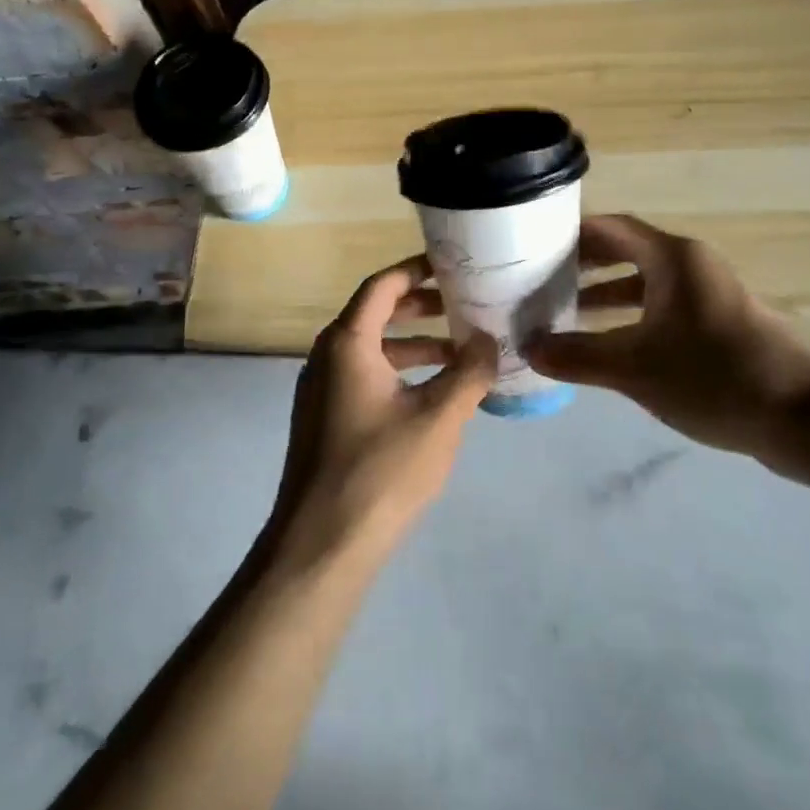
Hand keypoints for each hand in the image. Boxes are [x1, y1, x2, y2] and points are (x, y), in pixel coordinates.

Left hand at [271, 254, 497, 566]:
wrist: (321, 543)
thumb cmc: (381, 470)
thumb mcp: (439, 417)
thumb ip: (469, 372)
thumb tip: (489, 339)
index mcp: (347, 343)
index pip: (382, 286)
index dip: (416, 270)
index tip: (451, 265)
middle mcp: (326, 357)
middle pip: (375, 314)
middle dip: (420, 307)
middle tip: (462, 303)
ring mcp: (321, 390)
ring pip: (371, 349)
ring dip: (413, 344)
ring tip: (459, 351)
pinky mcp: (323, 419)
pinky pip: (363, 376)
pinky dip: (398, 372)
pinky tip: (432, 394)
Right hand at [526, 215, 809, 468]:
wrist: (803, 420)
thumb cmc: (714, 378)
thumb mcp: (634, 369)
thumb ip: (577, 356)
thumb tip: (529, 349)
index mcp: (673, 258)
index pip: (611, 227)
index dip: (572, 232)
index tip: (535, 245)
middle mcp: (692, 265)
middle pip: (627, 250)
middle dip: (585, 264)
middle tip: (542, 278)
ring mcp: (710, 294)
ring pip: (645, 281)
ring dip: (607, 293)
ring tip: (566, 311)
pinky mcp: (721, 323)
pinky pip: (664, 306)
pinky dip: (633, 315)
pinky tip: (610, 343)